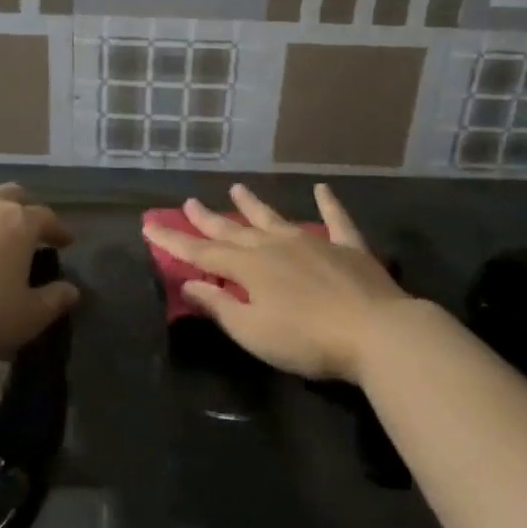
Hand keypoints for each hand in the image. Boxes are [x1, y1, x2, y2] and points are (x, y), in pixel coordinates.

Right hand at [142, 183, 413, 383]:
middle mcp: (275, 246)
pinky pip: (336, 219)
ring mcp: (313, 242)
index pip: (202, 252)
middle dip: (208, 218)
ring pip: (275, 218)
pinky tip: (322, 188)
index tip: (150, 226)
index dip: (174, 241)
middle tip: (189, 201)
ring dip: (253, 205)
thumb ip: (220, 305)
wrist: (376, 333)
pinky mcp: (348, 248)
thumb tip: (188, 283)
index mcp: (249, 268)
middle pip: (234, 229)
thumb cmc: (307, 339)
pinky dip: (328, 204)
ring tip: (237, 188)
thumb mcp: (253, 331)